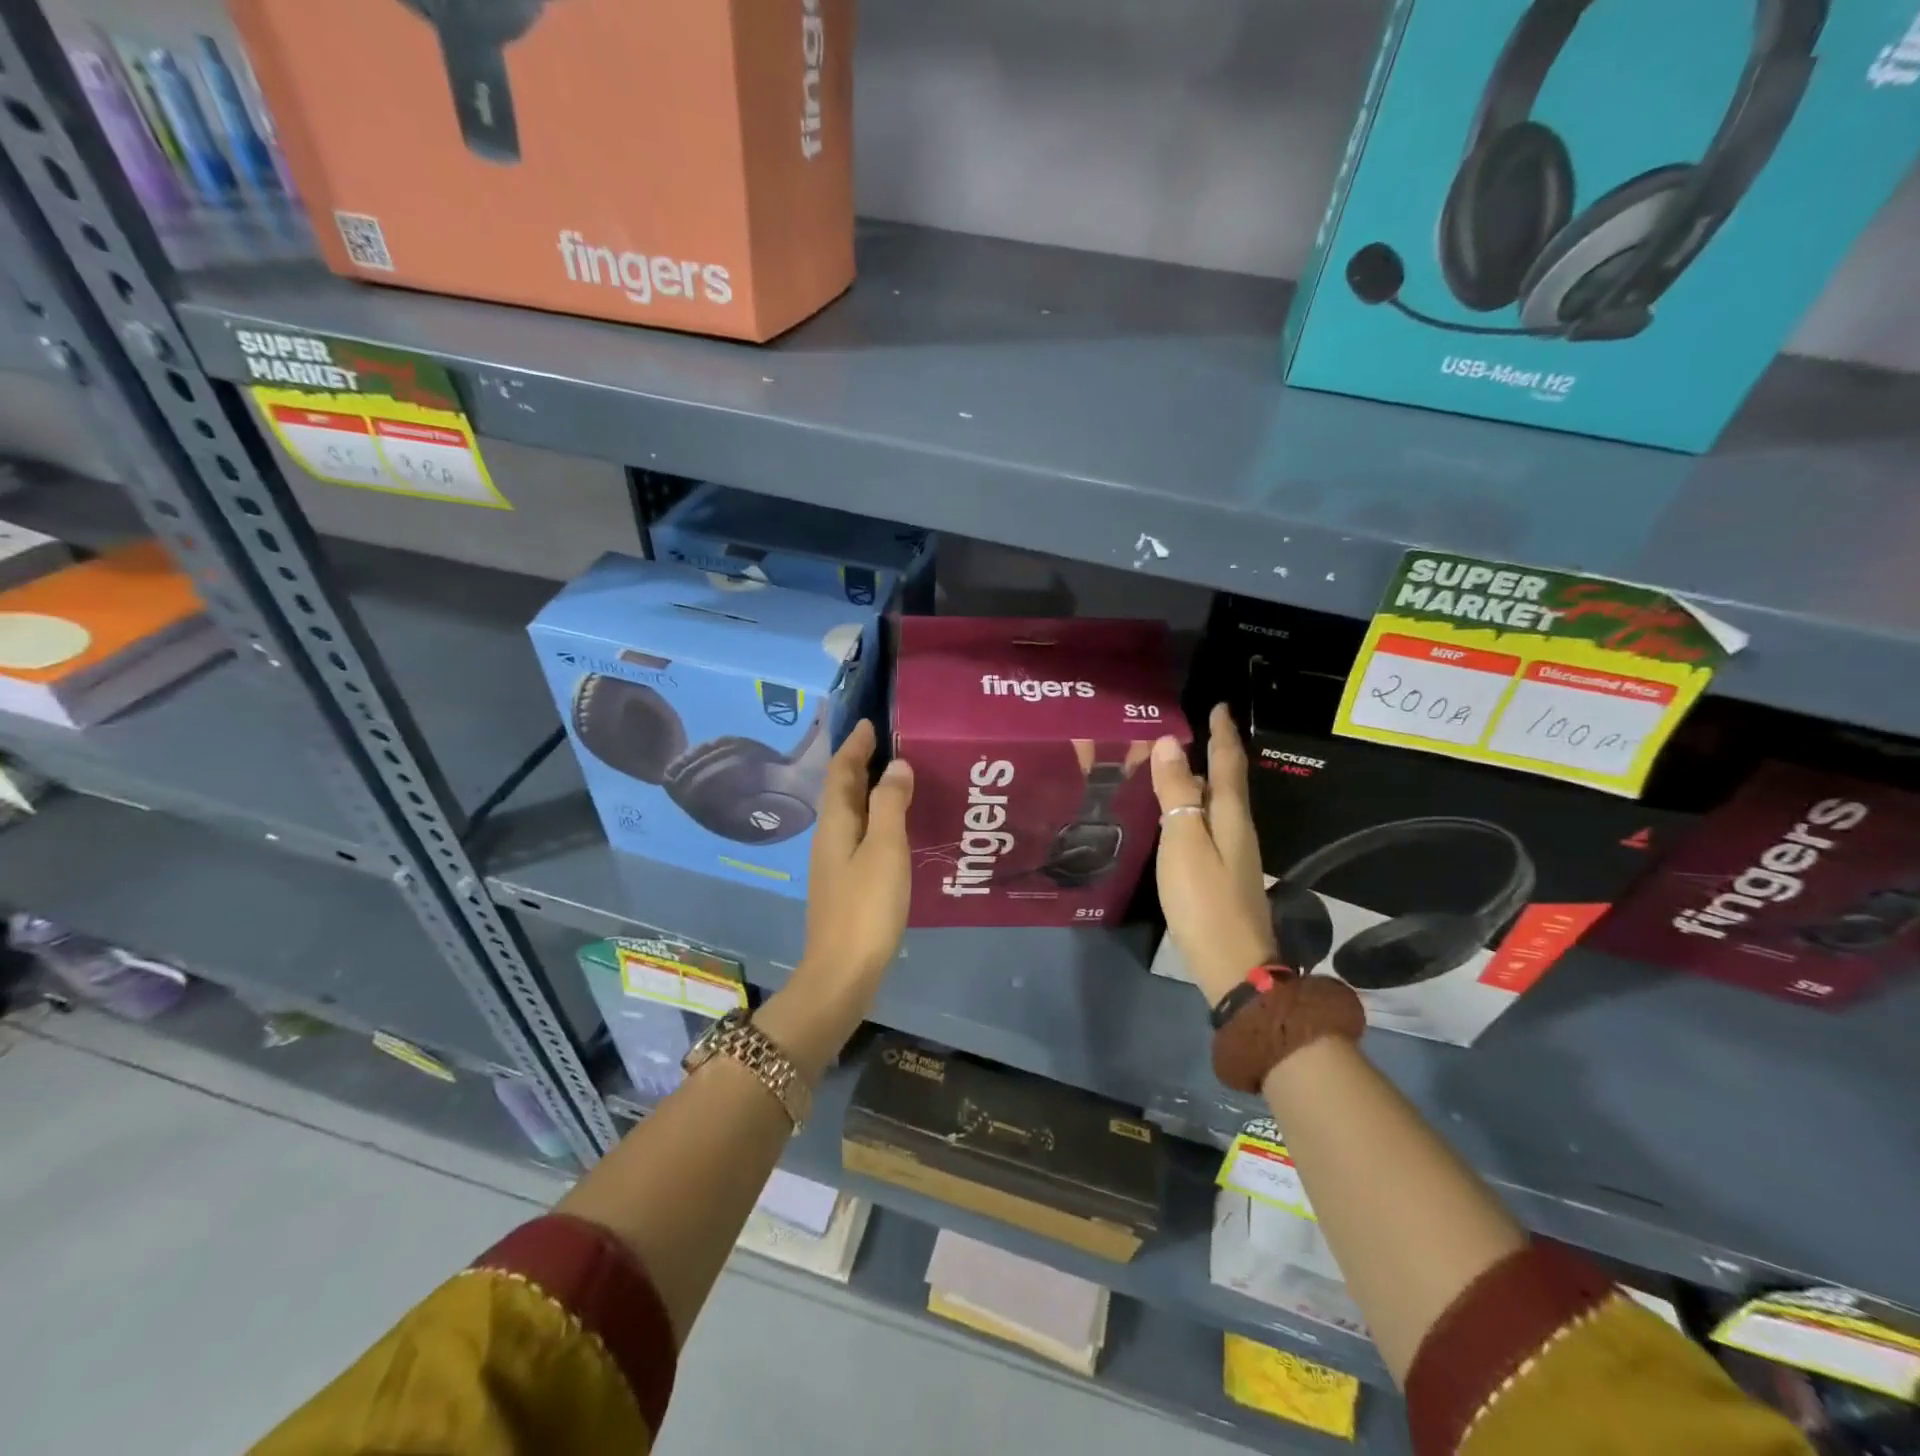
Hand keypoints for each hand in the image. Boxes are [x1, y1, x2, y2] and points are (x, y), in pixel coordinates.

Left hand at [793, 718, 913, 1012]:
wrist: (843, 972)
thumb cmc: (866, 907)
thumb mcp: (885, 850)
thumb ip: (891, 805)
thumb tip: (897, 765)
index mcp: (836, 824)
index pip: (841, 772)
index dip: (855, 746)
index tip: (871, 723)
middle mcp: (830, 837)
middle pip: (842, 790)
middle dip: (860, 763)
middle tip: (889, 743)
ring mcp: (835, 863)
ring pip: (851, 813)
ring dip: (869, 790)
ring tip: (897, 777)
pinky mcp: (846, 883)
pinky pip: (860, 835)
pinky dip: (875, 818)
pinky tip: (895, 826)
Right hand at [1150, 704, 1278, 1004]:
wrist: (1233, 964)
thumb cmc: (1204, 899)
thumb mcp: (1183, 842)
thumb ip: (1175, 793)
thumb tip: (1170, 742)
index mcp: (1230, 816)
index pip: (1227, 763)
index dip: (1222, 733)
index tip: (1218, 706)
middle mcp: (1237, 829)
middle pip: (1227, 781)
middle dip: (1214, 752)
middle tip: (1193, 729)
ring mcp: (1233, 854)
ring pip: (1218, 804)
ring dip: (1203, 779)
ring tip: (1179, 765)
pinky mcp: (1223, 874)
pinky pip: (1209, 825)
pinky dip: (1196, 807)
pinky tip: (1180, 816)